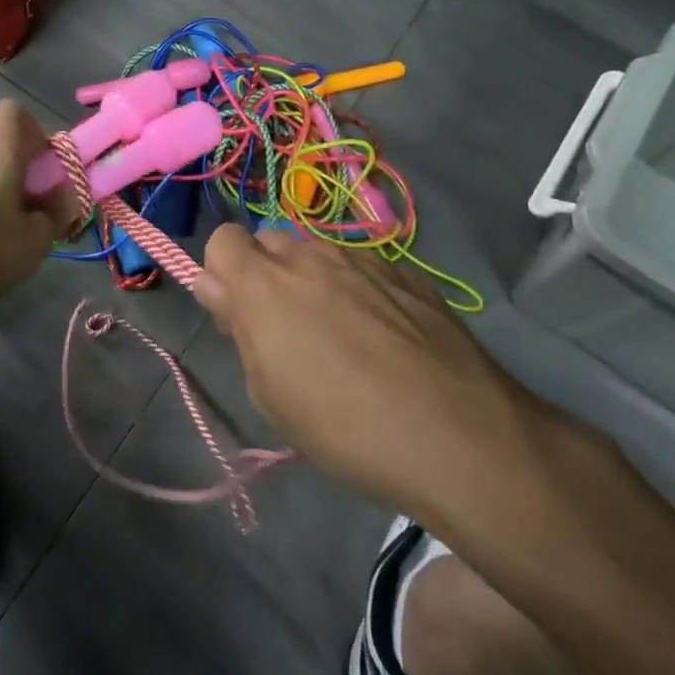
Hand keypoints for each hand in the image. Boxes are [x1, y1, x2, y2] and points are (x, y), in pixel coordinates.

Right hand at [196, 226, 564, 527]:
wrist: (460, 435)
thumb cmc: (347, 428)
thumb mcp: (272, 395)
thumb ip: (238, 328)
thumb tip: (213, 286)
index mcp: (265, 284)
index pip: (223, 239)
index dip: (223, 272)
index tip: (237, 313)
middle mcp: (310, 256)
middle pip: (270, 242)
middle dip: (267, 275)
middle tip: (287, 331)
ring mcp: (362, 258)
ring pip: (317, 254)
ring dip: (313, 281)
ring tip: (343, 336)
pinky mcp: (406, 271)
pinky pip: (363, 267)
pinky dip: (359, 289)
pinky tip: (385, 337)